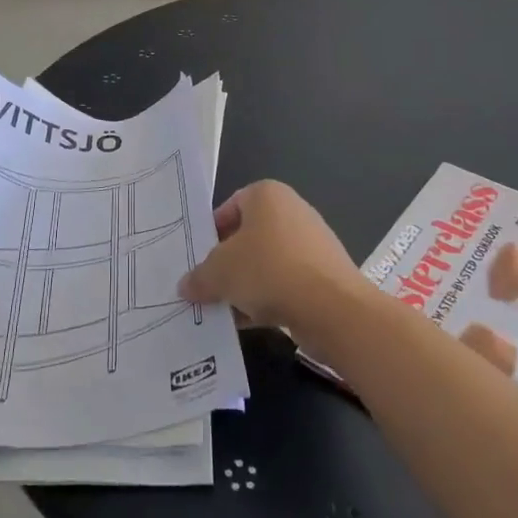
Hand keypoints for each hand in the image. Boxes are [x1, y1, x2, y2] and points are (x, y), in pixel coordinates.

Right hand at [180, 181, 362, 346]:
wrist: (332, 308)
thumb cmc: (268, 270)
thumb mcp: (219, 273)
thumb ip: (198, 277)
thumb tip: (185, 286)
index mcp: (267, 195)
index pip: (230, 207)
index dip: (210, 233)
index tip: (198, 259)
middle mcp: (292, 211)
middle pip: (248, 236)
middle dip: (227, 263)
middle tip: (206, 286)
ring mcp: (311, 243)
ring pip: (266, 262)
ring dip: (245, 285)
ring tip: (224, 309)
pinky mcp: (324, 275)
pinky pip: (286, 283)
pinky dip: (268, 299)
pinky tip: (249, 322)